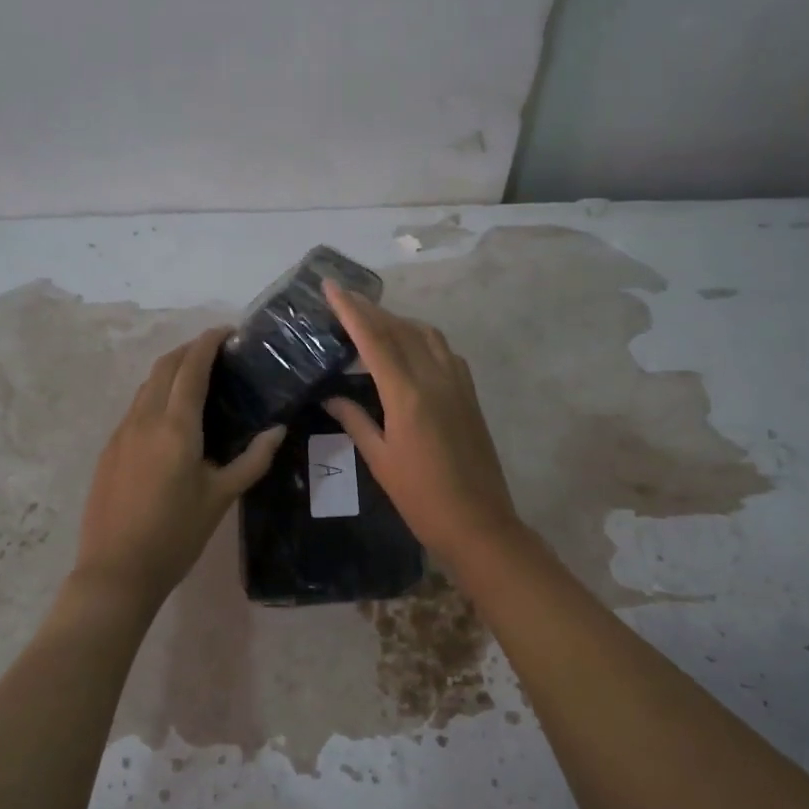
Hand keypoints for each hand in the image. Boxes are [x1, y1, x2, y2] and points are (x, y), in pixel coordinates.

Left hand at [74, 329, 284, 608]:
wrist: (116, 571)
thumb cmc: (176, 535)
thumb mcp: (222, 497)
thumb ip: (253, 459)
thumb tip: (278, 429)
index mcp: (176, 426)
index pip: (192, 367)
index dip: (209, 343)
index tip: (229, 332)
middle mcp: (144, 419)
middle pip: (164, 367)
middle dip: (189, 350)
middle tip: (218, 352)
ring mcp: (121, 433)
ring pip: (147, 385)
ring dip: (171, 371)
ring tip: (199, 378)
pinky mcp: (110, 449)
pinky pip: (136, 407)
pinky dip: (157, 394)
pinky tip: (173, 416)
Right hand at [322, 282, 524, 569]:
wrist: (478, 522)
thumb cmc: (421, 498)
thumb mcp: (380, 460)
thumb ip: (355, 421)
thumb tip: (331, 396)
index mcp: (407, 394)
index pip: (374, 339)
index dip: (351, 310)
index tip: (331, 286)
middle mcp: (435, 378)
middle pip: (401, 329)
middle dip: (371, 310)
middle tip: (345, 300)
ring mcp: (458, 383)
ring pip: (427, 335)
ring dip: (399, 321)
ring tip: (374, 322)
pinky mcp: (470, 394)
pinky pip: (445, 352)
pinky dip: (423, 339)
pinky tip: (410, 349)